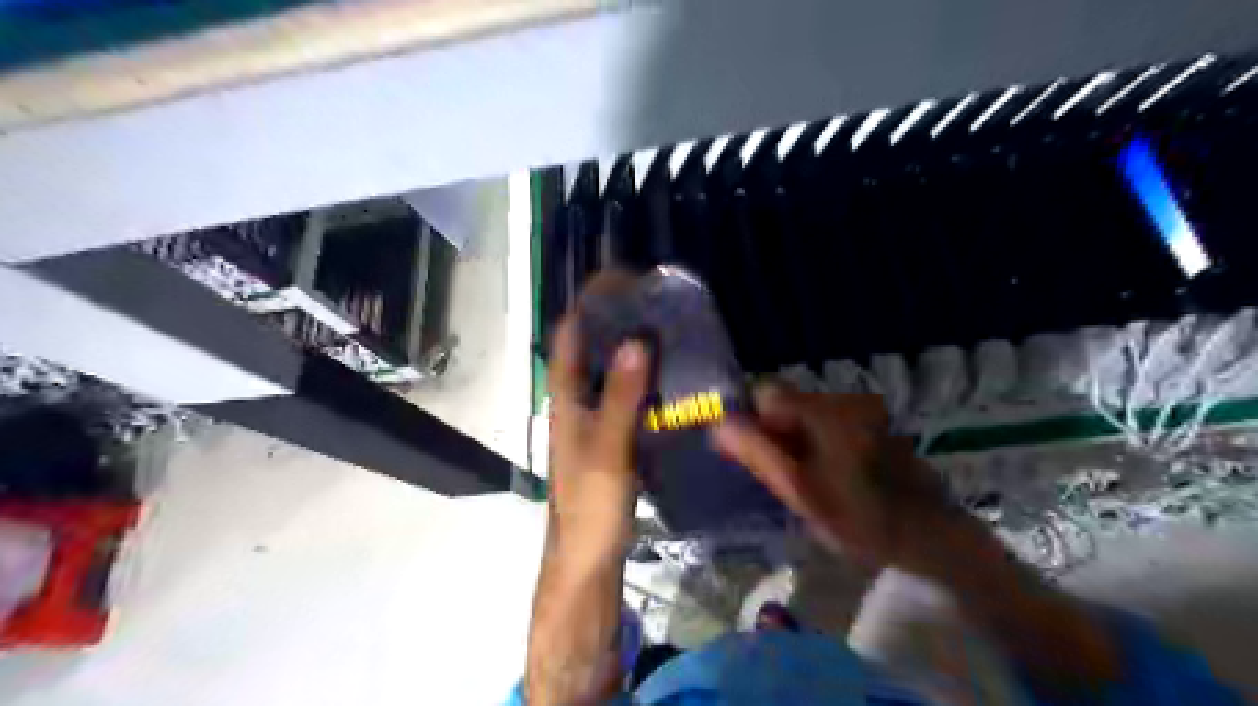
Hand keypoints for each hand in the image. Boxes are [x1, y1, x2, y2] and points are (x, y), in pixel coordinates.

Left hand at [550, 314, 647, 567]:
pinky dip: (644, 375)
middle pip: (591, 344)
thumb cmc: (590, 503)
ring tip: (668, 323)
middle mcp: (576, 398)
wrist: (588, 554)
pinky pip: (627, 392)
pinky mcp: (612, 434)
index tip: (625, 278)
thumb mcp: (607, 448)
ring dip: (632, 343)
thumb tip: (636, 340)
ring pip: (610, 367)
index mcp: (565, 395)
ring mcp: (594, 416)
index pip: (572, 331)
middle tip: (656, 297)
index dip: (591, 300)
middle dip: (617, 316)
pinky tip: (671, 372)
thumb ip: (620, 397)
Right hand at [712, 384, 948, 571]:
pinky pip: (826, 421)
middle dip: (773, 432)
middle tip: (782, 475)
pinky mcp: (872, 421)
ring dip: (794, 438)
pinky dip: (817, 441)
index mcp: (822, 411)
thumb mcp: (800, 491)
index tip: (753, 457)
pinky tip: (830, 474)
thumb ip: (758, 453)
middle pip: (785, 401)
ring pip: (804, 413)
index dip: (751, 421)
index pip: (764, 392)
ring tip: (807, 479)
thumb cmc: (860, 518)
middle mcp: (840, 399)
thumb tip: (718, 423)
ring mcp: (860, 409)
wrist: (932, 534)